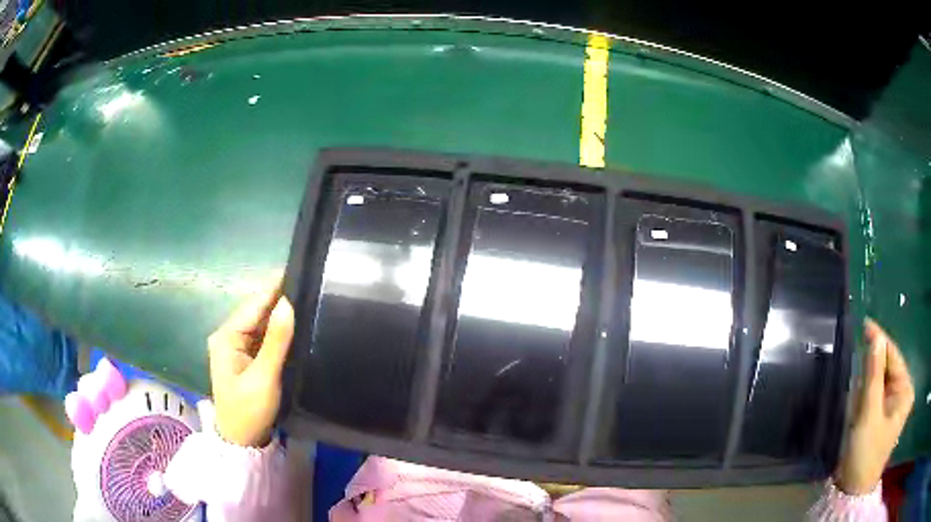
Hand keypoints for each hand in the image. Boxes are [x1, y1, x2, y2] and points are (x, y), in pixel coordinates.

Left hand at [208, 277, 294, 447]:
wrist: (242, 442)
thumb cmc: (249, 411)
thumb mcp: (264, 377)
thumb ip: (276, 341)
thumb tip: (288, 303)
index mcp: (226, 336)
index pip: (254, 304)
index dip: (275, 287)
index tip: (300, 269)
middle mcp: (229, 336)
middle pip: (257, 311)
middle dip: (281, 300)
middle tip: (312, 286)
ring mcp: (237, 347)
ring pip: (262, 324)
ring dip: (281, 315)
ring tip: (310, 300)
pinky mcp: (246, 358)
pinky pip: (264, 338)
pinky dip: (278, 332)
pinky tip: (297, 325)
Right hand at [834, 319, 914, 494]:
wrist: (853, 491)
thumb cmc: (865, 453)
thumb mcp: (869, 415)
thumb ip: (873, 376)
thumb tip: (875, 338)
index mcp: (905, 390)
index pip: (894, 356)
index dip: (880, 341)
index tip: (864, 324)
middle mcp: (902, 393)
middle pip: (888, 367)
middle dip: (873, 362)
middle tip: (856, 349)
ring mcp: (893, 406)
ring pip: (881, 380)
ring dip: (868, 378)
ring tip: (855, 371)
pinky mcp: (883, 416)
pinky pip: (876, 394)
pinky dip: (866, 392)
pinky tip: (857, 394)